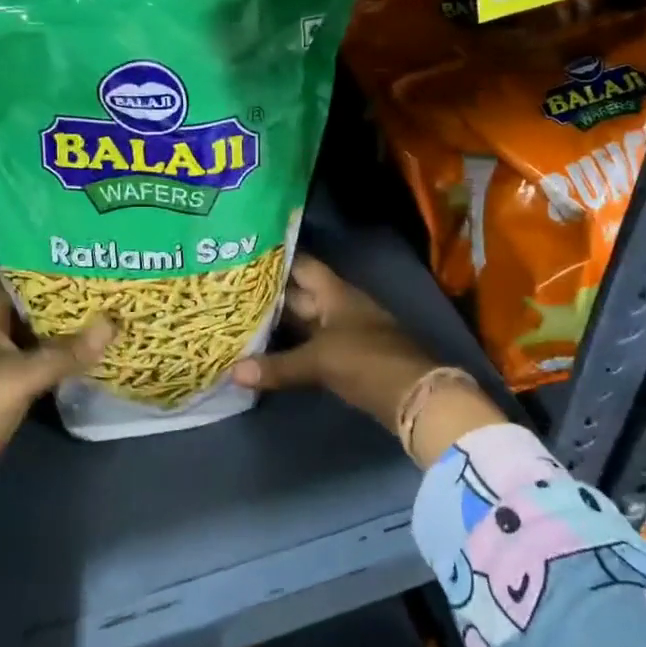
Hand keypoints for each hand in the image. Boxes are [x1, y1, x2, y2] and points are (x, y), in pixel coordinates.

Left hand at [0, 283, 112, 513]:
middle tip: (105, 280)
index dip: (41, 263)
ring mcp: (0, 366)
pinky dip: (63, 357)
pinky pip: (41, 365)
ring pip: (39, 337)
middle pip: (31, 308)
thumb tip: (112, 324)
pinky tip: (92, 352)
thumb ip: (64, 353)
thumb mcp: (18, 377)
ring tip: (107, 309)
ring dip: (67, 328)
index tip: (79, 252)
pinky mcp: (10, 392)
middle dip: (64, 295)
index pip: (12, 279)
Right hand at [234, 256, 503, 464]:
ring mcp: (343, 331)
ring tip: (239, 315)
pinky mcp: (345, 357)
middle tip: (231, 287)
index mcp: (335, 292)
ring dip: (278, 319)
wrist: (414, 396)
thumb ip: (277, 366)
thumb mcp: (319, 361)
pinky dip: (290, 345)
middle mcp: (338, 305)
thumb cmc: (366, 361)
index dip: (277, 257)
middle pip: (300, 293)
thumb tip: (233, 371)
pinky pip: (310, 343)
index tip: (246, 251)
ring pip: (304, 319)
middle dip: (269, 292)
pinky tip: (266, 349)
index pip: (302, 264)